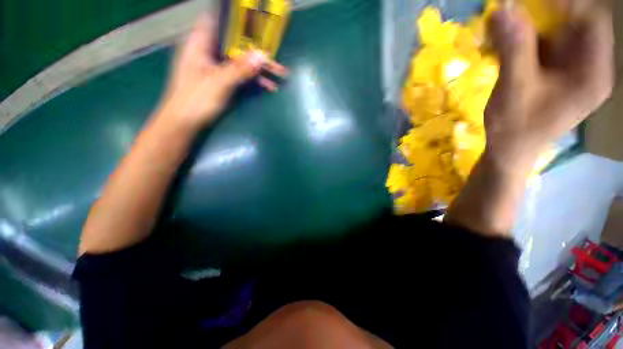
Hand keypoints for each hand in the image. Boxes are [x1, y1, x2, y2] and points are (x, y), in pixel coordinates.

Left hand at [157, 13, 287, 128]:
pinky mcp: (223, 81)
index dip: (236, 17)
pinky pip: (241, 76)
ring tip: (280, 75)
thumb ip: (240, 68)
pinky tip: (269, 87)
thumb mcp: (219, 82)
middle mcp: (210, 51)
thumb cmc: (195, 99)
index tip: (255, 18)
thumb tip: (261, 55)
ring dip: (261, 69)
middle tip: (276, 55)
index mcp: (201, 43)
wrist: (185, 122)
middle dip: (257, 49)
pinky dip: (255, 81)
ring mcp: (217, 67)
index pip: (218, 19)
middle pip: (237, 43)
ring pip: (242, 61)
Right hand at [483, 0, 613, 171]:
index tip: (532, 1)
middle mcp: (590, 66)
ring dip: (534, 25)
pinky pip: (548, 45)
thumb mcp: (515, 88)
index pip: (593, 19)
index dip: (567, 3)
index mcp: (594, 72)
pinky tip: (509, 42)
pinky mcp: (558, 73)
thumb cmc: (515, 127)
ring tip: (507, 27)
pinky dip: (529, 38)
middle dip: (546, 12)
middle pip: (577, 22)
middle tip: (516, 12)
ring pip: (560, 31)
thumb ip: (515, 48)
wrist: (509, 151)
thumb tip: (504, 8)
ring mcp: (574, 69)